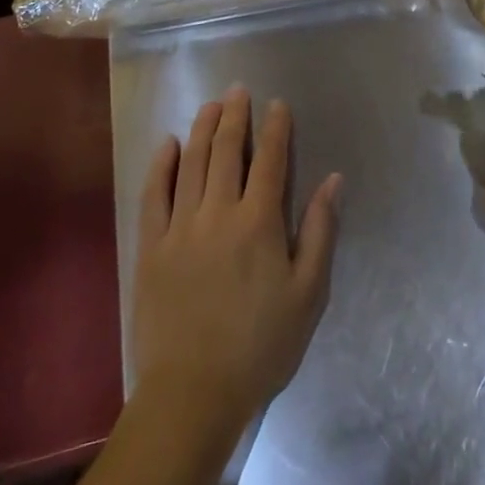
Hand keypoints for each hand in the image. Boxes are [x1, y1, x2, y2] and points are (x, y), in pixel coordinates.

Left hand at [131, 87, 341, 442]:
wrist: (193, 395)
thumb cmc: (260, 346)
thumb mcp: (308, 294)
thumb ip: (320, 231)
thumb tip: (334, 179)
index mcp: (259, 222)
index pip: (270, 160)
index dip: (275, 128)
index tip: (277, 104)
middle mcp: (219, 213)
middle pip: (228, 151)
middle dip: (236, 115)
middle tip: (239, 90)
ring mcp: (180, 227)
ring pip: (193, 163)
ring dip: (203, 128)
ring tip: (211, 104)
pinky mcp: (151, 247)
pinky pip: (154, 195)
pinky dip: (162, 165)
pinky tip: (169, 145)